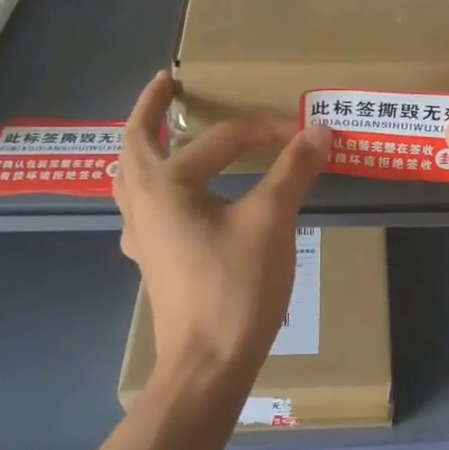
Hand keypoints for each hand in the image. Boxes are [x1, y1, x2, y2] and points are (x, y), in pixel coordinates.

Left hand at [112, 72, 329, 390]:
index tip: (304, 133)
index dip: (266, 131)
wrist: (208, 364)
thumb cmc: (236, 288)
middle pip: (135, 143)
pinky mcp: (153, 259)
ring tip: (162, 132)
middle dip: (149, 110)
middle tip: (167, 85)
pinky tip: (176, 199)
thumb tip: (318, 130)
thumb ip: (292, 171)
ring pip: (130, 177)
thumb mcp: (271, 222)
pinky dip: (154, 187)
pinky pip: (143, 208)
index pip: (221, 140)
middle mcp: (142, 203)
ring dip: (143, 147)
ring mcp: (141, 235)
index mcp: (165, 185)